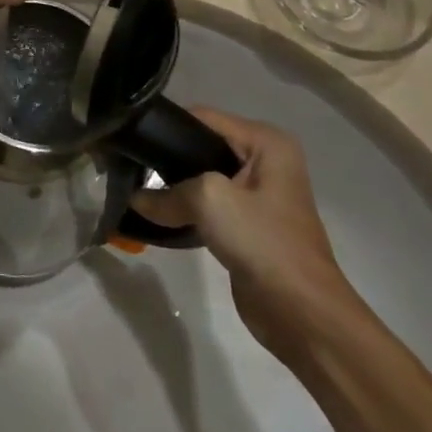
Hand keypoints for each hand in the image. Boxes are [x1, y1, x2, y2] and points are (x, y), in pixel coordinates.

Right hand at [132, 109, 359, 360]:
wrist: (303, 314)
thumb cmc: (263, 242)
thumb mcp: (209, 200)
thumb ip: (167, 192)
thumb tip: (136, 199)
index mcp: (266, 143)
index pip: (203, 118)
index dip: (166, 126)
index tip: (129, 137)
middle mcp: (264, 161)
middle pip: (201, 146)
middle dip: (167, 158)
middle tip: (127, 165)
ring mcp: (256, 195)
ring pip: (200, 178)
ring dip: (173, 187)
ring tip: (135, 187)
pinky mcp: (246, 225)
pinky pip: (206, 206)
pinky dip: (184, 210)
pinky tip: (156, 214)